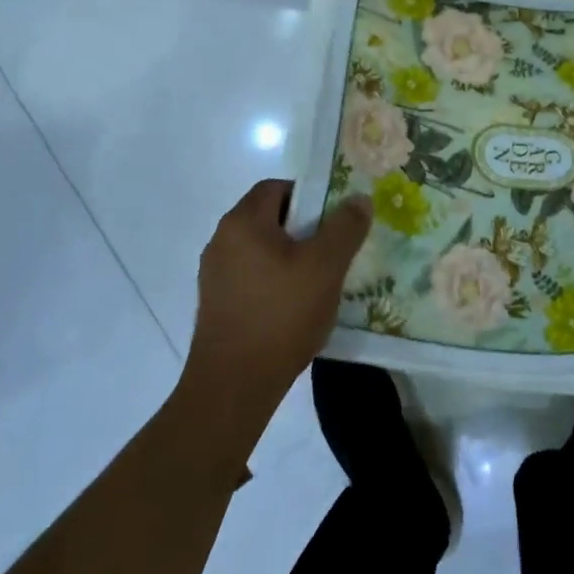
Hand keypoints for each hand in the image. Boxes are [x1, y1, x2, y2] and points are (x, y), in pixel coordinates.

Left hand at [182, 181, 372, 426]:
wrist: (234, 385)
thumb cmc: (281, 315)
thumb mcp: (325, 267)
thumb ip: (345, 227)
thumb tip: (359, 198)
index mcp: (243, 222)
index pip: (276, 187)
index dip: (309, 196)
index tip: (334, 219)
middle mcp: (221, 240)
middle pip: (268, 217)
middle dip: (303, 229)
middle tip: (333, 249)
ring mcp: (214, 274)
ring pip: (261, 249)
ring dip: (290, 257)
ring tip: (319, 281)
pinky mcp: (215, 303)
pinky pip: (251, 276)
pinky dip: (274, 281)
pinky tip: (295, 307)